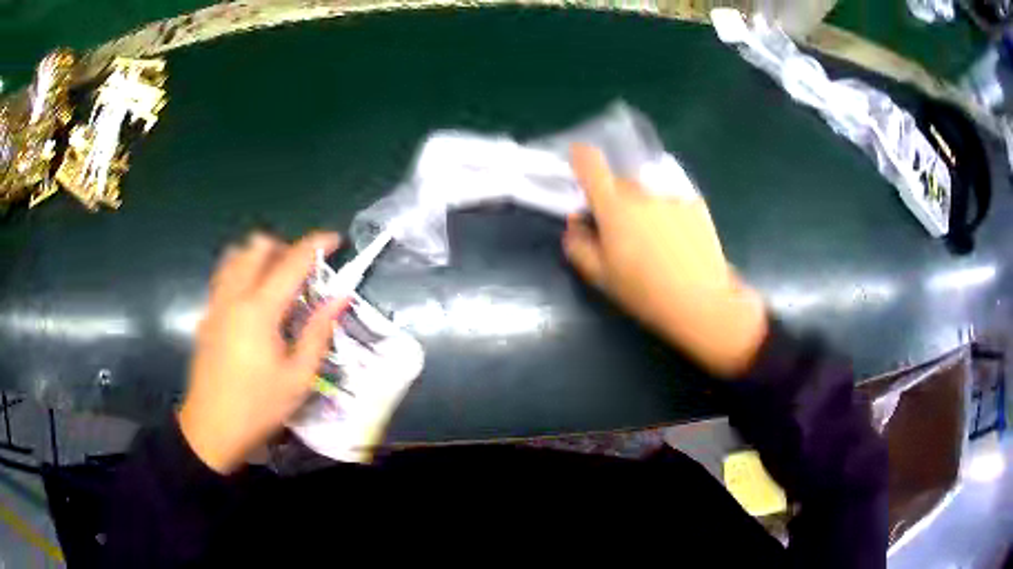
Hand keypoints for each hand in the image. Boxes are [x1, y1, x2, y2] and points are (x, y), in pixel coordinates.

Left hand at [178, 232, 347, 473]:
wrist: (211, 429)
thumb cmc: (258, 407)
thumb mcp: (298, 377)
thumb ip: (318, 332)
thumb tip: (341, 297)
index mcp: (259, 310)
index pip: (291, 261)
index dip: (316, 245)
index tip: (335, 240)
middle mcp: (234, 296)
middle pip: (257, 247)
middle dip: (284, 248)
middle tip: (302, 272)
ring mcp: (216, 303)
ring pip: (235, 256)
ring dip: (259, 257)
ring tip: (275, 282)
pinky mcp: (206, 315)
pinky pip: (224, 275)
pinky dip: (241, 271)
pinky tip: (252, 302)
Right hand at [563, 145, 767, 376]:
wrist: (702, 302)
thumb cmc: (645, 293)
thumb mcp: (601, 278)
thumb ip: (579, 246)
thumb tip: (575, 223)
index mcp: (613, 207)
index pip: (590, 164)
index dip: (580, 156)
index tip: (578, 162)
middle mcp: (642, 192)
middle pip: (620, 182)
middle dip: (614, 198)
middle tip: (620, 229)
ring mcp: (672, 195)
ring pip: (647, 192)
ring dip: (643, 207)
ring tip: (655, 241)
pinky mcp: (696, 204)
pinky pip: (672, 201)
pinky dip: (669, 214)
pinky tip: (678, 242)